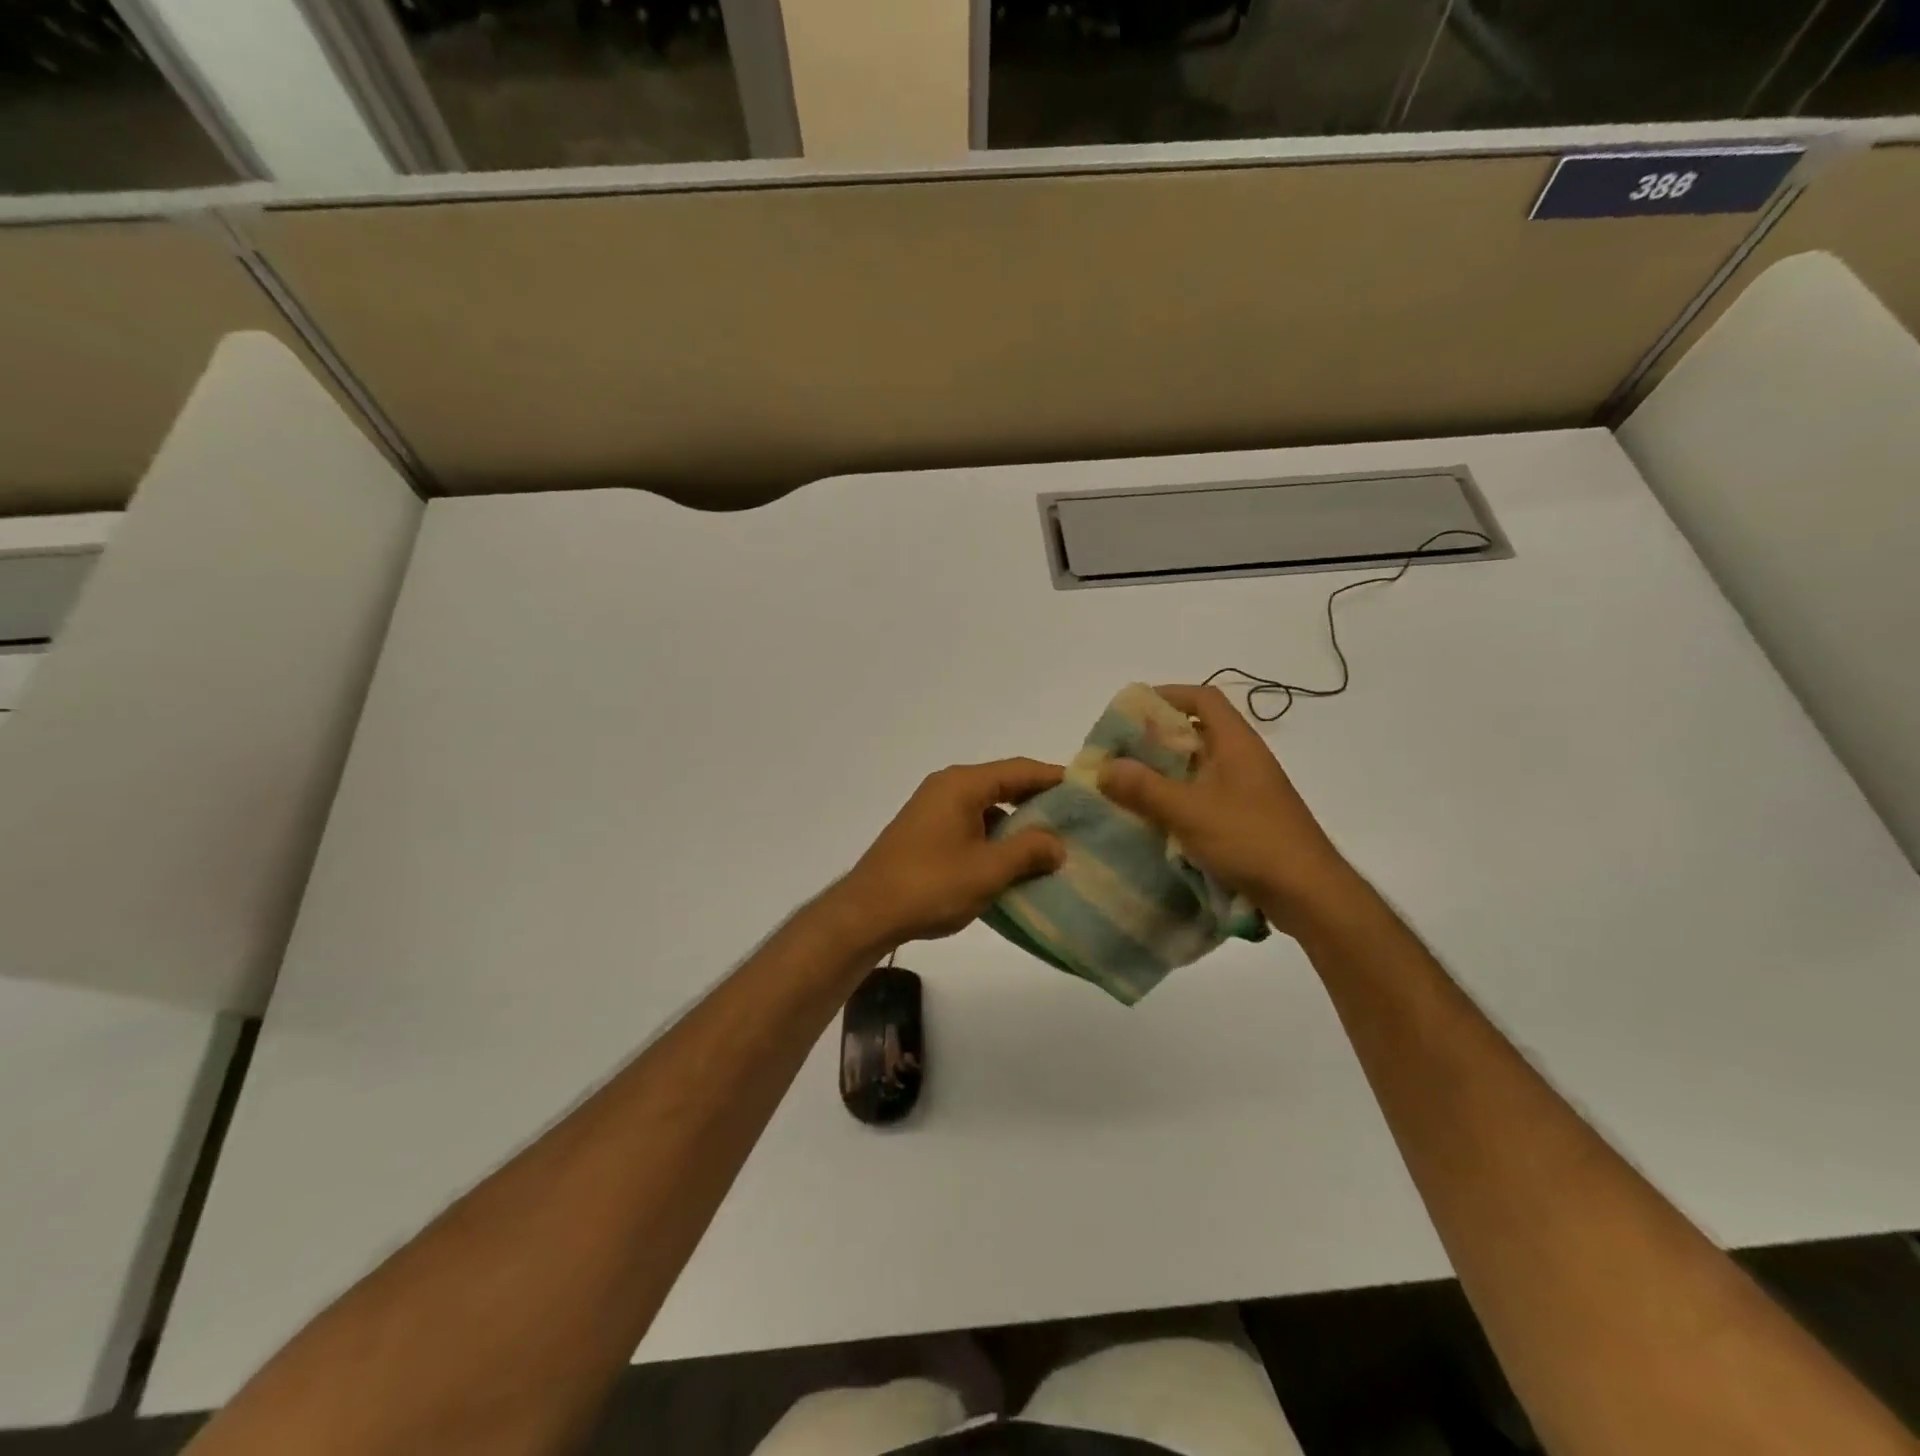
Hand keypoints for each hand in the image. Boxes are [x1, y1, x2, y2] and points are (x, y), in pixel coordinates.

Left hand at [826, 759, 1066, 953]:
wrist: (866, 913)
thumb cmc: (930, 886)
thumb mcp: (988, 870)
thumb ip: (1029, 851)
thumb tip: (1058, 843)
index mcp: (962, 785)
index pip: (1019, 770)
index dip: (1054, 778)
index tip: (1088, 789)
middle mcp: (947, 788)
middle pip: (1003, 785)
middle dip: (1039, 802)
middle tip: (1077, 820)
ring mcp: (933, 810)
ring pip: (987, 807)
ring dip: (1017, 824)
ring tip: (1052, 845)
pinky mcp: (926, 832)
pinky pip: (971, 825)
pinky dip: (995, 838)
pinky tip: (1014, 862)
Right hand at [1098, 684, 1357, 932]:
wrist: (1307, 892)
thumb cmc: (1250, 838)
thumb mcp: (1188, 811)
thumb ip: (1144, 787)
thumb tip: (1105, 767)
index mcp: (1237, 743)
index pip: (1204, 699)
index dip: (1169, 695)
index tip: (1133, 709)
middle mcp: (1244, 759)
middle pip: (1198, 733)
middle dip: (1157, 739)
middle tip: (1121, 752)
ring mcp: (1248, 791)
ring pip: (1200, 768)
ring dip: (1166, 773)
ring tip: (1128, 785)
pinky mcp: (1247, 819)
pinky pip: (1205, 797)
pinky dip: (1179, 800)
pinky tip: (1155, 819)